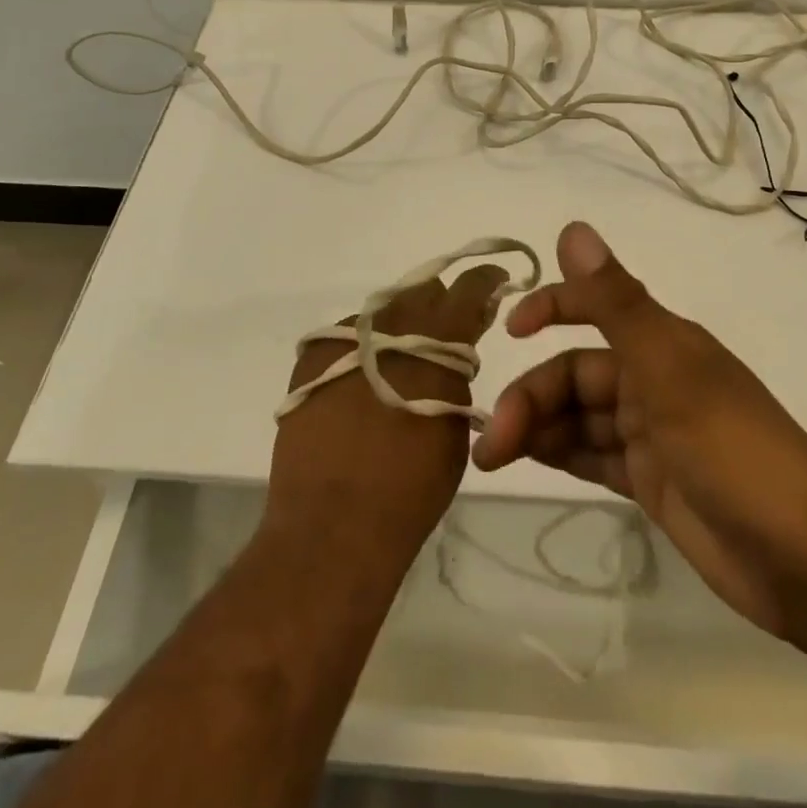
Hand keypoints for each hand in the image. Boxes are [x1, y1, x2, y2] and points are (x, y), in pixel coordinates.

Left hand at [268, 264, 508, 548]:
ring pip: (383, 313)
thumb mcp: (455, 424)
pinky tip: (361, 384)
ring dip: (399, 329)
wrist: (332, 525)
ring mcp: (346, 338)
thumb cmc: (411, 486)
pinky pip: (348, 337)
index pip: (468, 288)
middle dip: (440, 306)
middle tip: (445, 335)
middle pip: (422, 292)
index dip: (484, 281)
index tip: (494, 283)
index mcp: (435, 339)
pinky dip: (364, 350)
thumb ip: (456, 374)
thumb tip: (454, 352)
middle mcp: (391, 325)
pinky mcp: (311, 356)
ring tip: (397, 366)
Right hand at [472, 222, 806, 640]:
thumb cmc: (735, 451)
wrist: (806, 562)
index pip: (594, 307)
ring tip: (495, 457)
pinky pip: (593, 455)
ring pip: (579, 417)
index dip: (551, 308)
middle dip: (531, 397)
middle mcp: (654, 379)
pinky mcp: (652, 481)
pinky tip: (528, 461)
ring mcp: (652, 433)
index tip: (509, 330)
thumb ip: (615, 302)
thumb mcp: (669, 371)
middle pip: (575, 375)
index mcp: (662, 343)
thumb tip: (572, 227)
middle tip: (492, 442)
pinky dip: (561, 453)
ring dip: (536, 428)